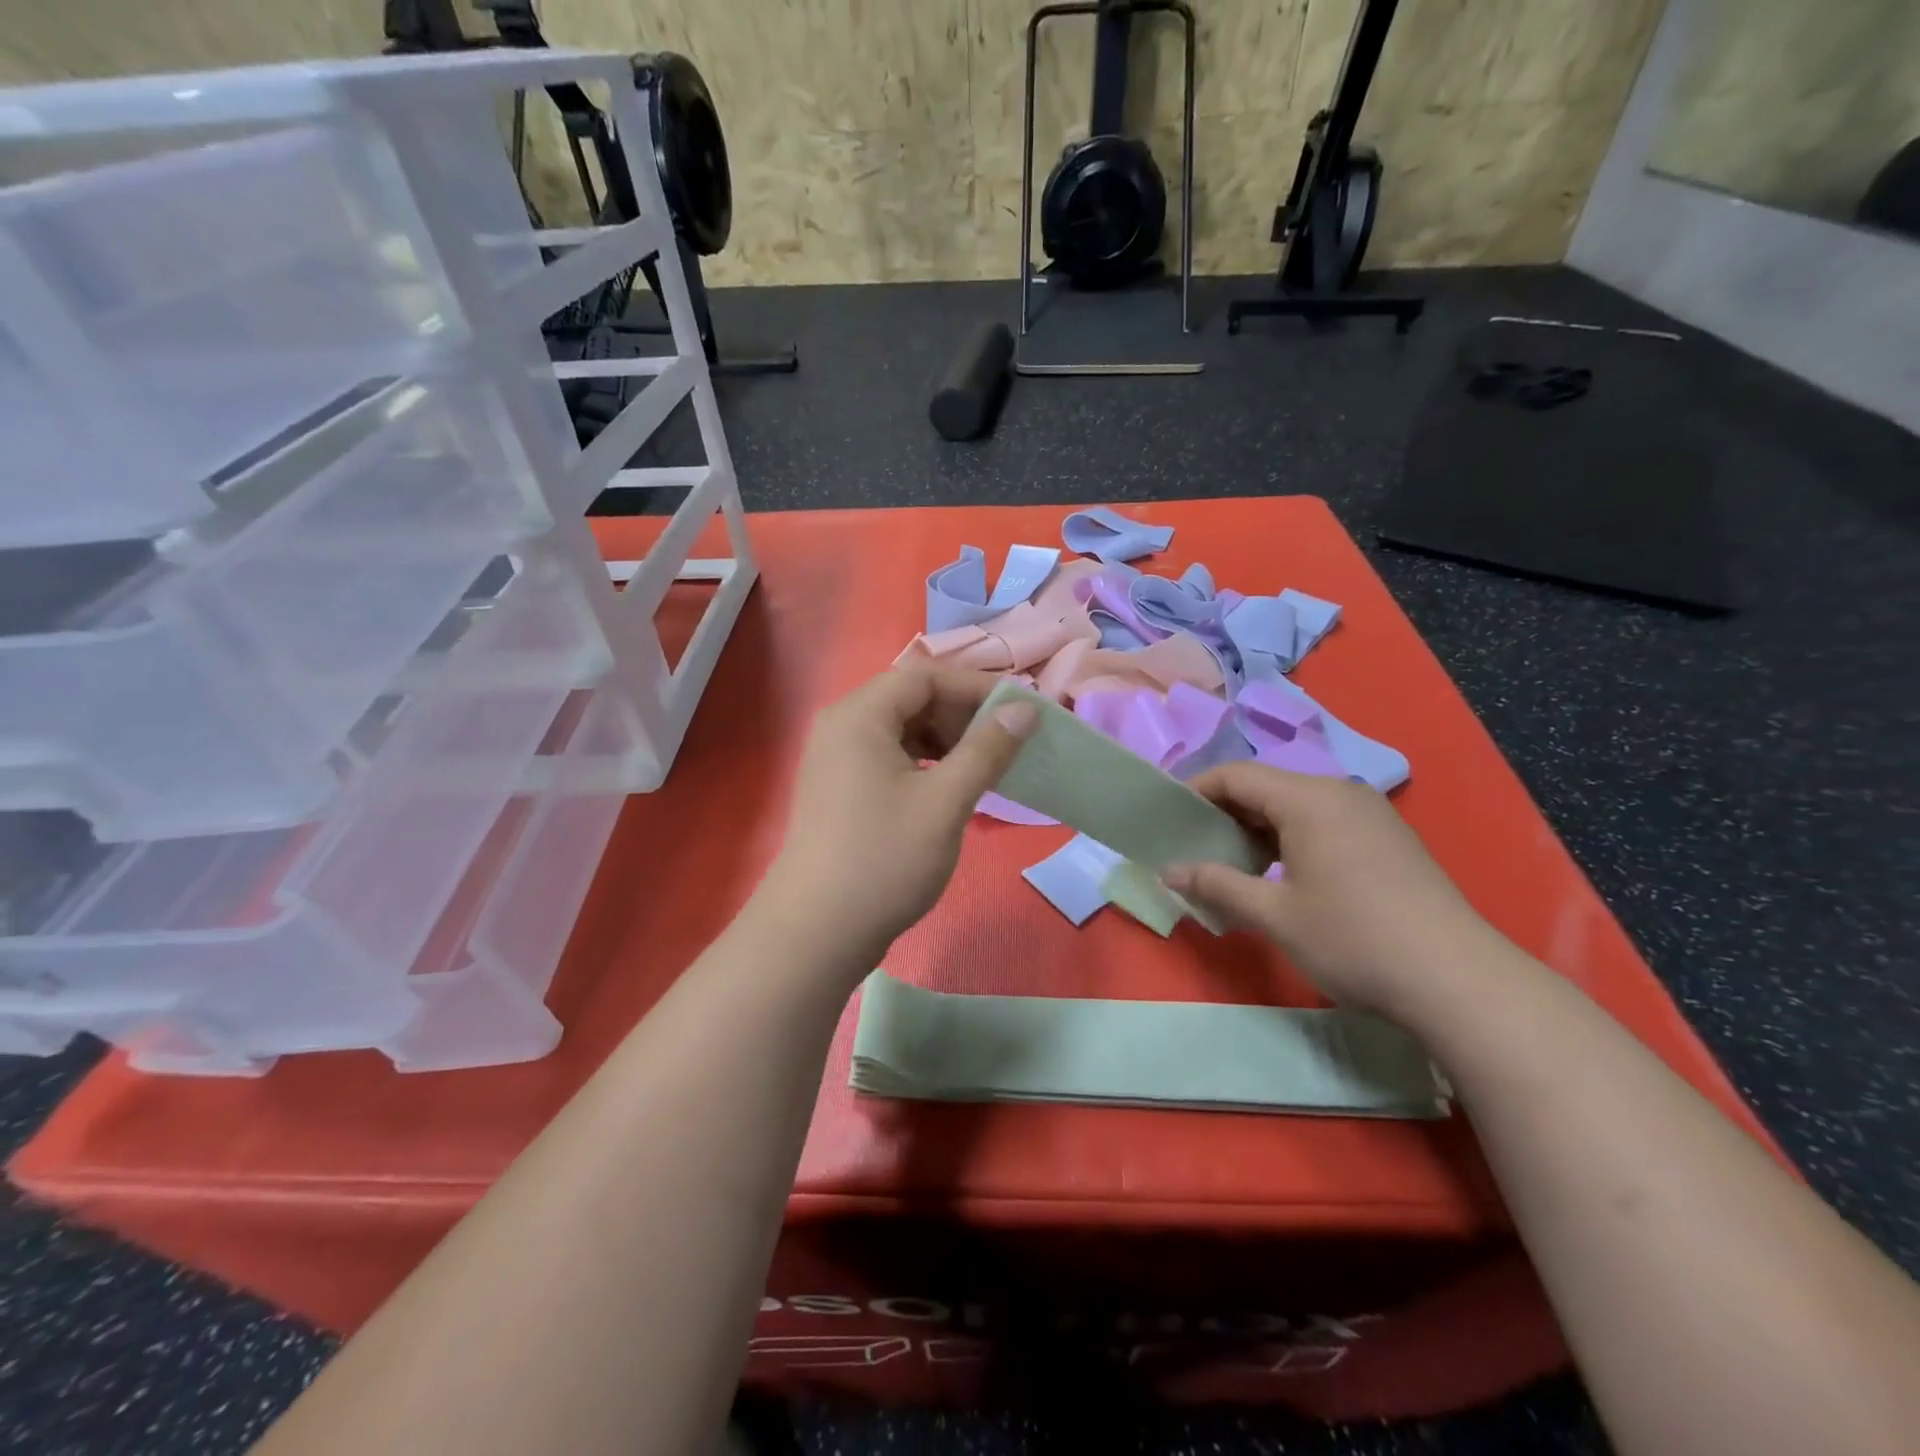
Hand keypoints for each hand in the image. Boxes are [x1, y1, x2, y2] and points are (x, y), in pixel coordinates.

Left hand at [760, 666, 1037, 966]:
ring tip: (986, 766)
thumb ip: (987, 749)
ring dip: (947, 741)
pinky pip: (890, 759)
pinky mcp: (841, 790)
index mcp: (859, 716)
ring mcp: (837, 760)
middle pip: (911, 699)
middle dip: (963, 715)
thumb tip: (1025, 709)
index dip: (976, 687)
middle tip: (1008, 742)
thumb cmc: (885, 859)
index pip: (925, 677)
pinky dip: (926, 764)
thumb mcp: (946, 801)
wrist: (817, 933)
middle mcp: (842, 726)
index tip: (1021, 710)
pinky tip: (953, 788)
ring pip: (902, 731)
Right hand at [1162, 763, 1505, 1018]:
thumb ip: (1217, 885)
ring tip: (1235, 867)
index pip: (1236, 775)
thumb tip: (1167, 871)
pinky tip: (1284, 876)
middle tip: (1196, 849)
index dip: (1196, 791)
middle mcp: (1340, 793)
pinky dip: (1291, 838)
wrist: (1458, 980)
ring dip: (1258, 829)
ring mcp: (1370, 814)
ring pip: (1296, 805)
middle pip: (1266, 786)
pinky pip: (1324, 821)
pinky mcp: (1388, 838)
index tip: (1169, 819)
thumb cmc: (1354, 940)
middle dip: (1226, 813)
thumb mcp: (1274, 915)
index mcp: (1309, 799)